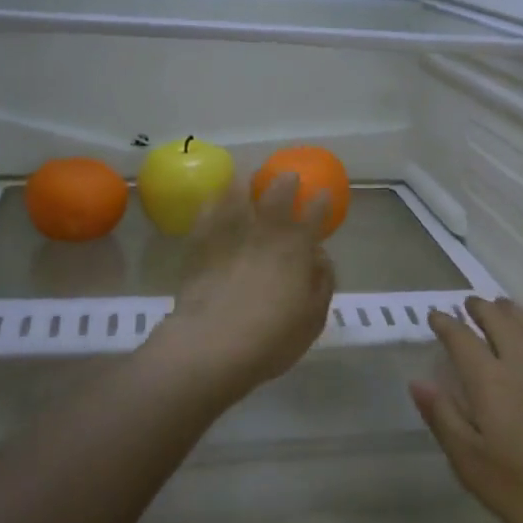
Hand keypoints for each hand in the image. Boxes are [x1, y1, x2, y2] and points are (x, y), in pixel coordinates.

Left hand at [153, 173, 334, 399]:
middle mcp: (266, 233)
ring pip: (238, 195)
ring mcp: (230, 234)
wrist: (212, 345)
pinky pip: (206, 213)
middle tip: (287, 177)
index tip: (322, 196)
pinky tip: (212, 199)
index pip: (315, 215)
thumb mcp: (313, 319)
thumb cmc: (272, 339)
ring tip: (245, 179)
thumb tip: (320, 258)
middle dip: (285, 182)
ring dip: (245, 183)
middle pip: (277, 194)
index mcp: (298, 248)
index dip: (320, 203)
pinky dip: (212, 202)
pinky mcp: (199, 244)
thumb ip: (322, 284)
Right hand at [411, 297, 522, 522]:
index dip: (447, 324)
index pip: (463, 340)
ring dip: (511, 313)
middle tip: (469, 303)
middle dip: (482, 308)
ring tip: (501, 306)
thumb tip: (419, 381)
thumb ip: (444, 417)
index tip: (436, 314)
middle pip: (501, 322)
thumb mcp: (471, 463)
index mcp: (492, 382)